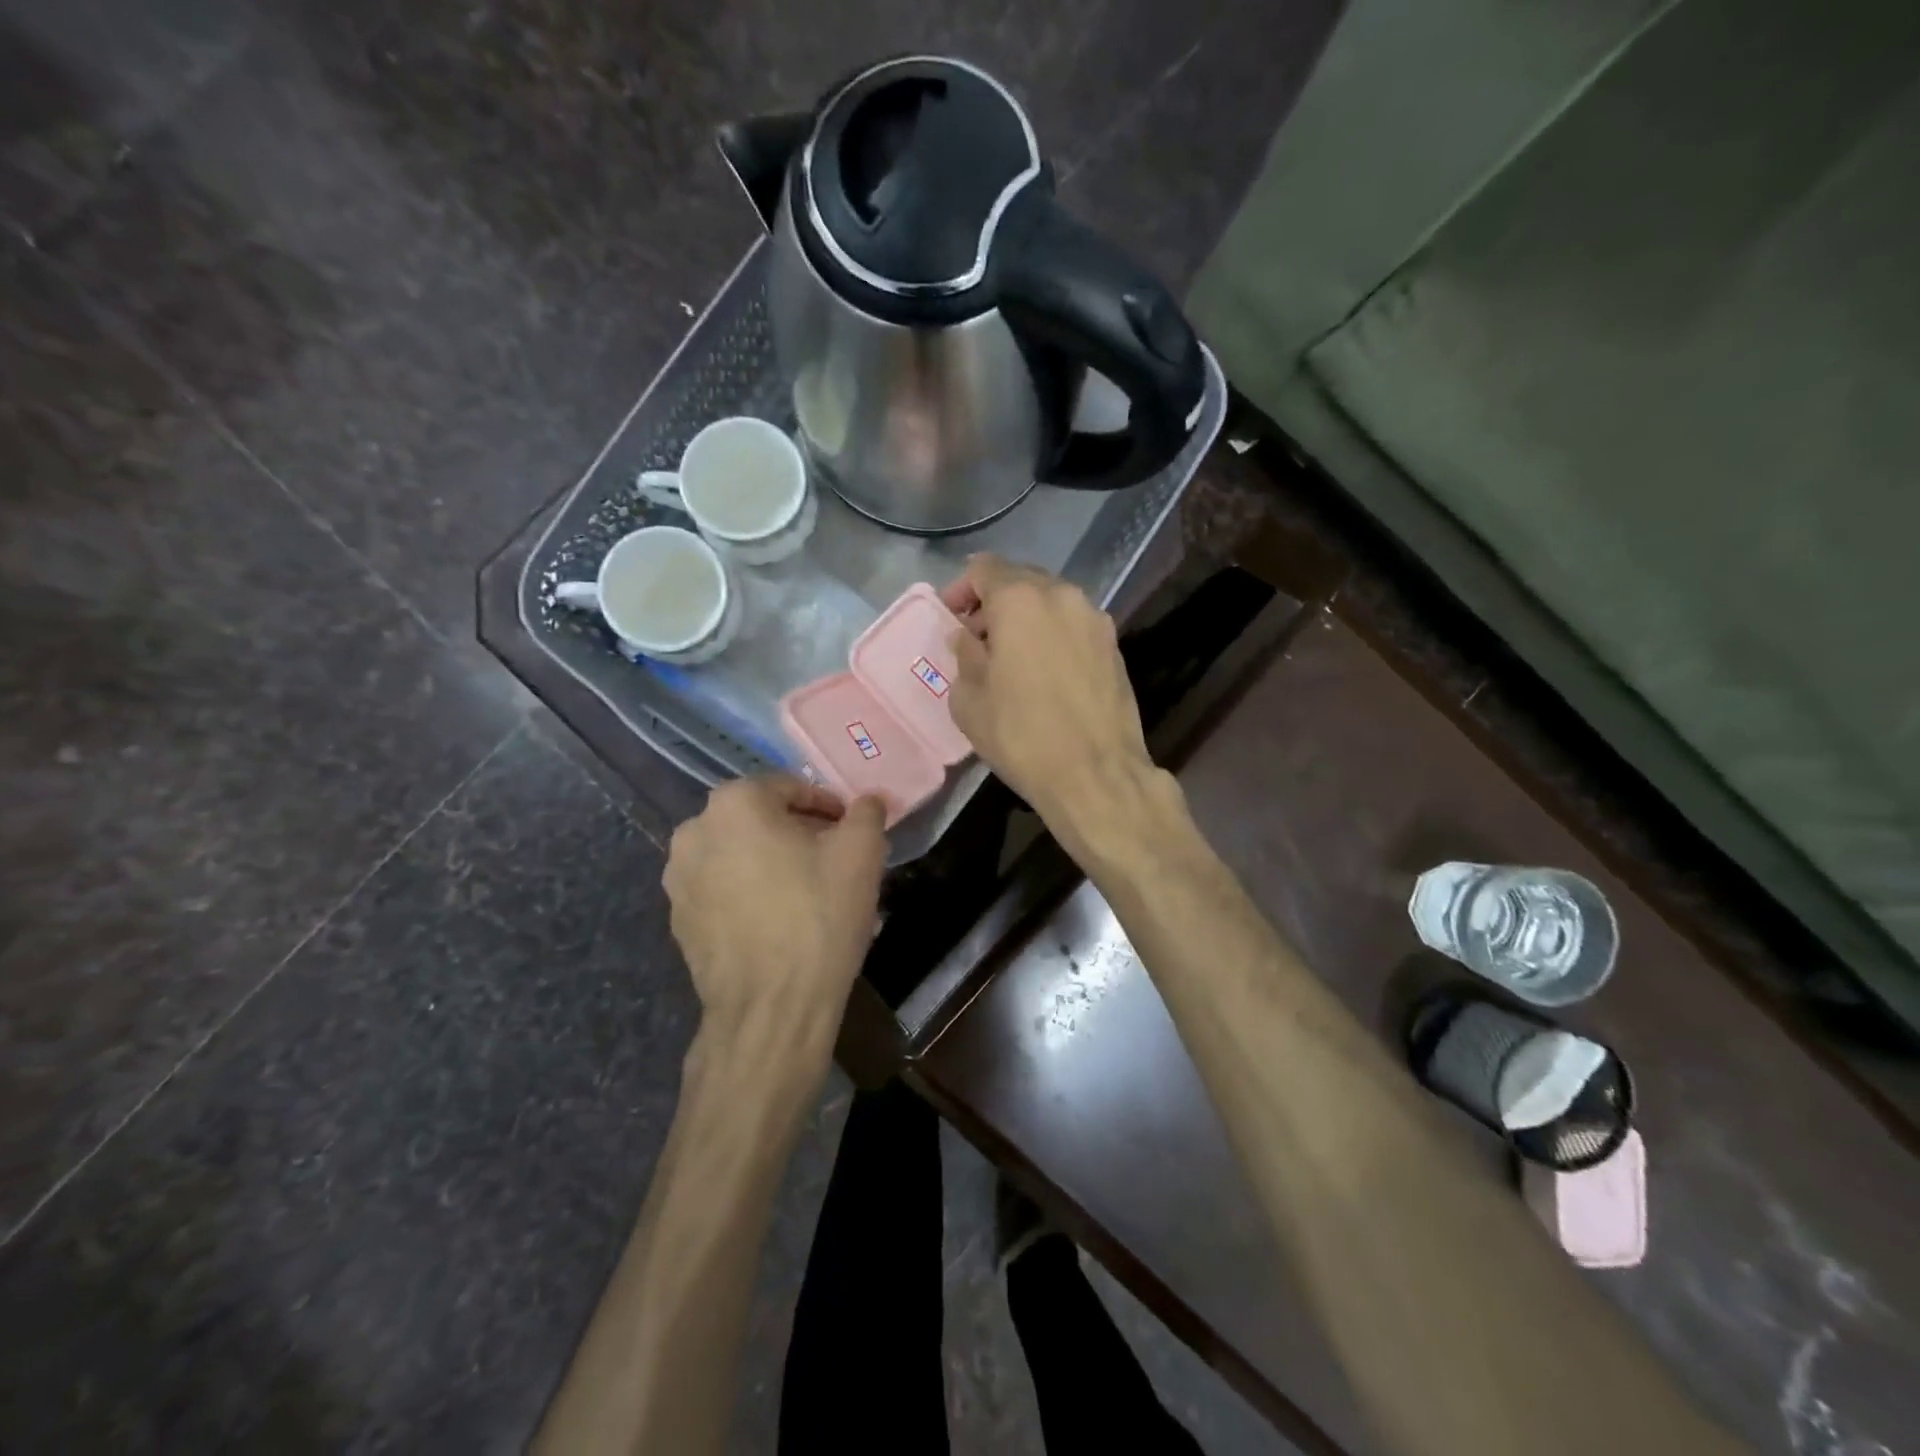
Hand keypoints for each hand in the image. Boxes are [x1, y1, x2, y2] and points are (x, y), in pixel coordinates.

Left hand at [663, 777, 886, 1055]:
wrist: (771, 1007)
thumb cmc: (818, 917)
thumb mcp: (861, 853)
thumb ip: (866, 813)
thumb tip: (867, 802)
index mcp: (735, 804)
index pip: (790, 787)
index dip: (827, 805)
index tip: (850, 829)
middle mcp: (695, 831)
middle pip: (760, 818)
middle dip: (798, 832)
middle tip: (834, 858)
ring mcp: (679, 878)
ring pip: (739, 854)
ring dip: (773, 861)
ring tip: (809, 891)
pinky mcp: (678, 919)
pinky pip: (723, 889)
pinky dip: (751, 892)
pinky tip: (780, 919)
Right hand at [942, 555, 1161, 856]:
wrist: (1094, 774)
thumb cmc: (1020, 735)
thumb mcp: (969, 698)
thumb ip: (964, 654)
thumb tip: (968, 636)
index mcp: (1020, 599)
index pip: (983, 568)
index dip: (961, 589)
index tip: (950, 618)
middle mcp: (1063, 596)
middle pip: (1021, 580)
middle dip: (994, 602)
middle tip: (977, 638)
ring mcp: (1095, 619)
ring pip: (1051, 602)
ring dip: (1025, 618)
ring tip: (1011, 657)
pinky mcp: (1115, 646)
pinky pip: (1073, 626)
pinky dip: (1052, 635)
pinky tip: (1043, 672)